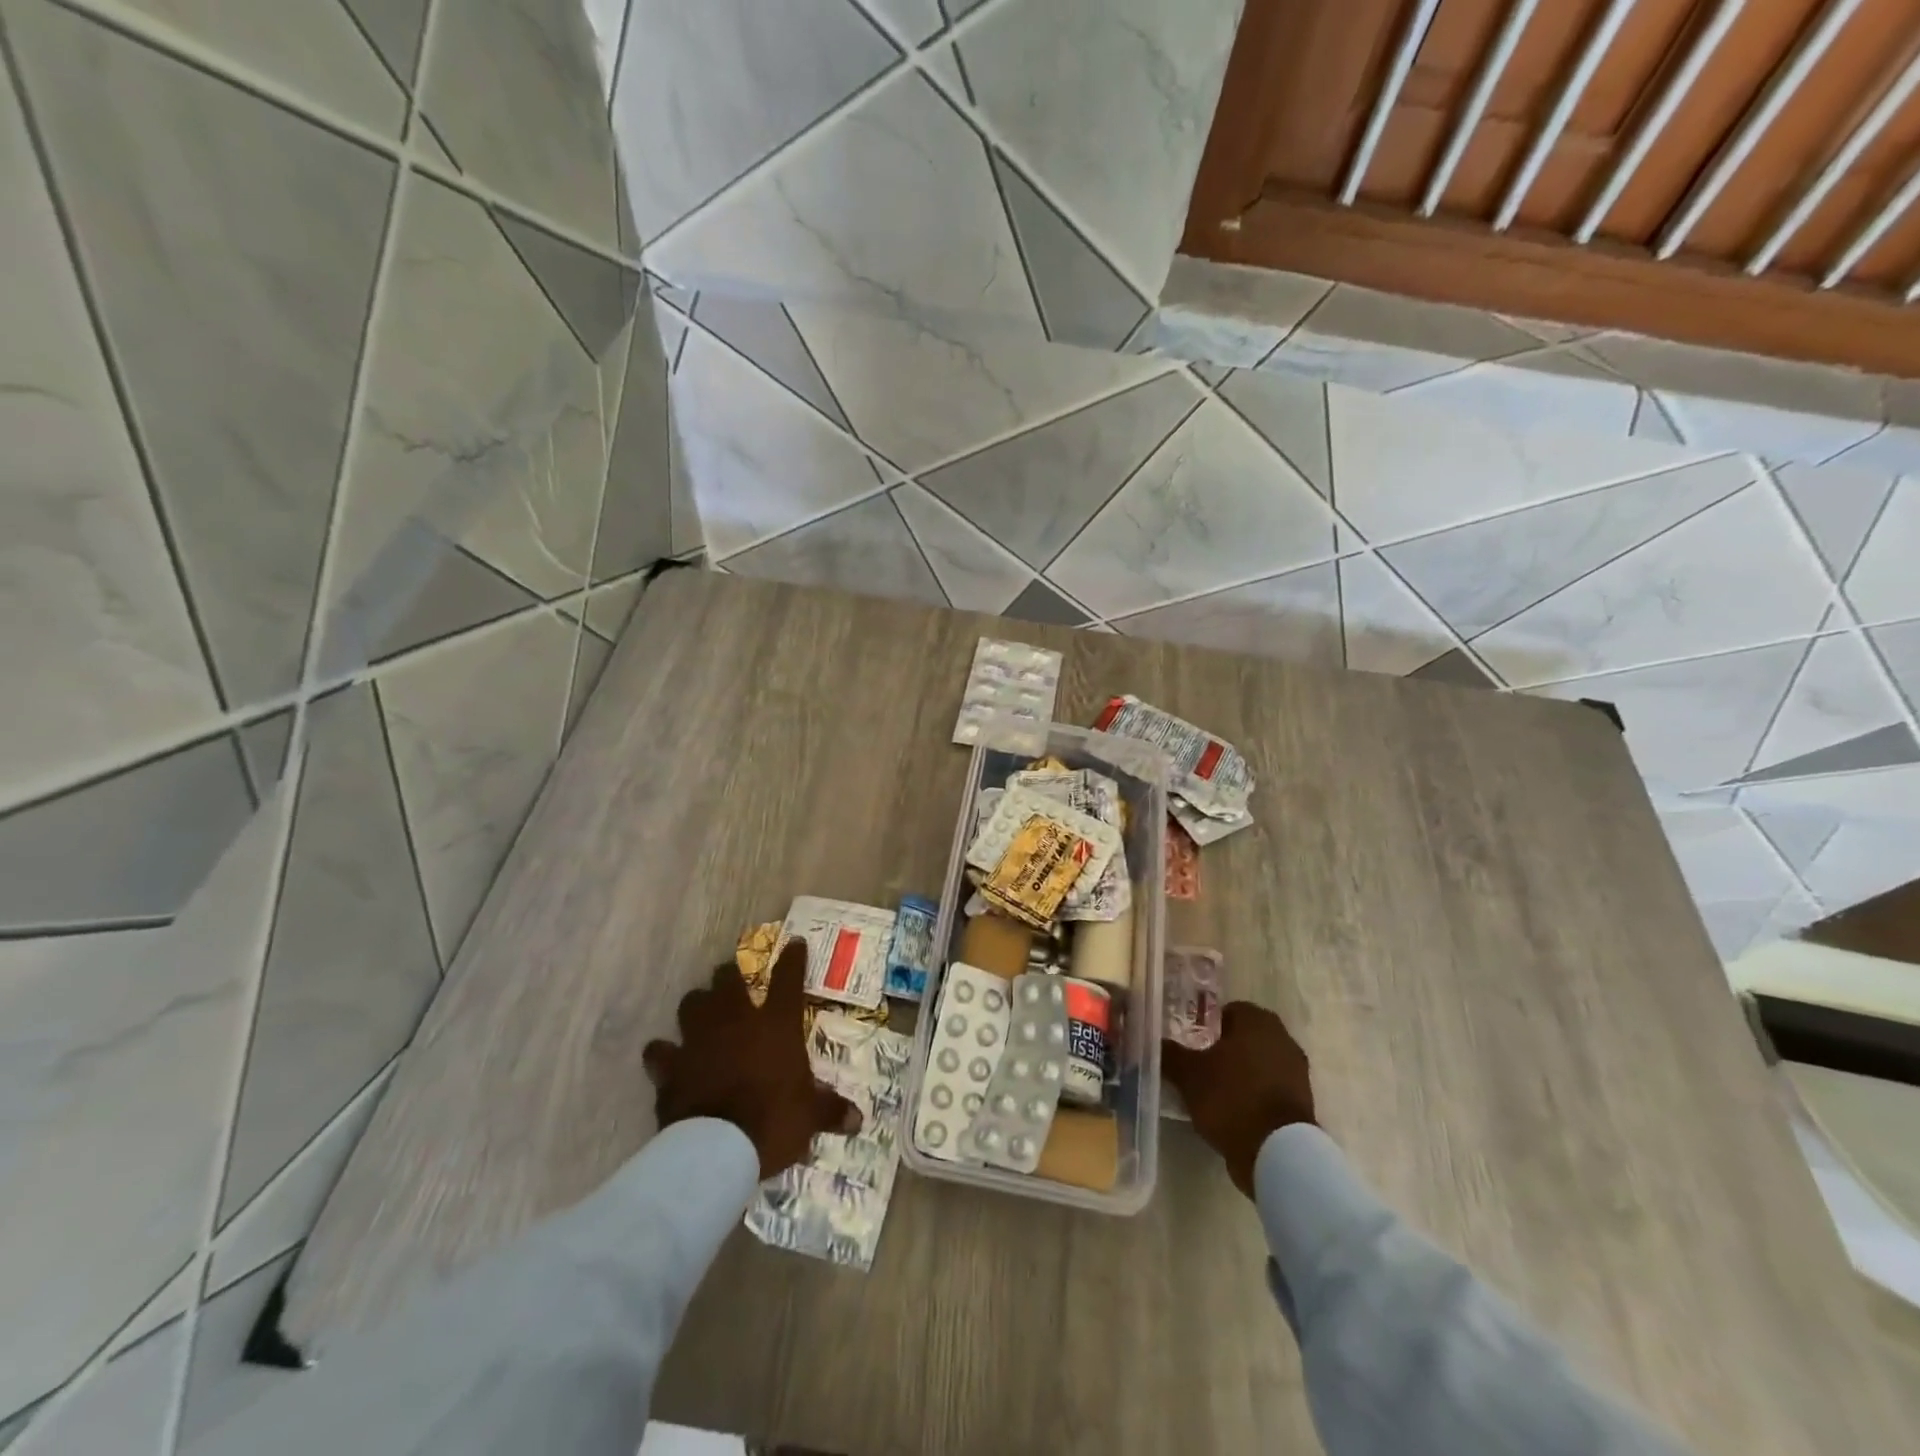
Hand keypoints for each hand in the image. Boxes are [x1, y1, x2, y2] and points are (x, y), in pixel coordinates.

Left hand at [643, 942, 861, 1179]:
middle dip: (729, 976)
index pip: (789, 979)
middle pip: (727, 979)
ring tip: (701, 1014)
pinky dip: (663, 1054)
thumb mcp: (809, 1117)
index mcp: (776, 1025)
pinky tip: (666, 1058)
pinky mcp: (670, 1067)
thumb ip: (830, 1111)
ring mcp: (698, 1040)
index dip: (792, 959)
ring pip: (690, 1004)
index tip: (794, 944)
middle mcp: (735, 1021)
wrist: (715, 1151)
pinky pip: (660, 1051)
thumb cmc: (773, 1122)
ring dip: (696, 1006)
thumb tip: (858, 1121)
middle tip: (733, 981)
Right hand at [1163, 1002, 1315, 1197]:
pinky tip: (1234, 1111)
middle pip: (1246, 1037)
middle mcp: (1282, 1038)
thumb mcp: (1188, 1074)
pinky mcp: (1303, 1102)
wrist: (1277, 1151)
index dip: (1208, 1025)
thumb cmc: (1230, 1097)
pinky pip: (1270, 1088)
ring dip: (1241, 1073)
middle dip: (1225, 1049)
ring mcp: (1297, 1071)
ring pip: (1260, 1063)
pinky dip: (1255, 1095)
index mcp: (1257, 1021)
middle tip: (1201, 1065)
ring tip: (1215, 1092)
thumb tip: (1154, 1042)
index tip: (1193, 1043)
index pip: (1229, 1010)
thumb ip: (1170, 1054)